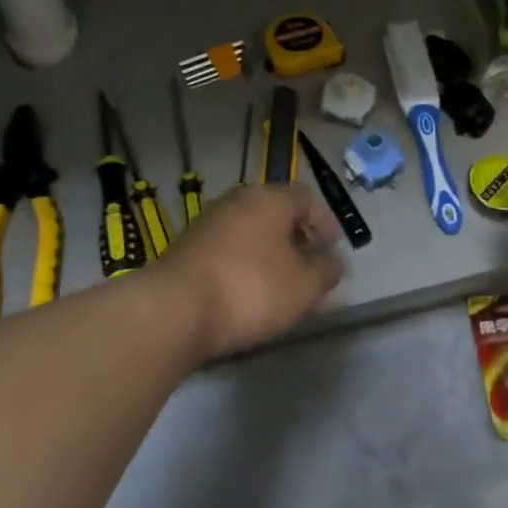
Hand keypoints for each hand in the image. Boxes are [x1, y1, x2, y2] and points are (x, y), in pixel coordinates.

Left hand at [158, 183, 344, 359]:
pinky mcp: (186, 246)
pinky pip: (227, 247)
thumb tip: (333, 260)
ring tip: (278, 281)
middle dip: (295, 236)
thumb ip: (326, 270)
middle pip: (275, 211)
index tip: (332, 248)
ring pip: (249, 229)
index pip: (306, 198)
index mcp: (269, 199)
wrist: (174, 309)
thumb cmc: (251, 289)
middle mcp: (237, 200)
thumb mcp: (304, 286)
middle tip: (307, 263)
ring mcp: (207, 221)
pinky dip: (242, 262)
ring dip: (267, 250)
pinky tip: (245, 290)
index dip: (324, 221)